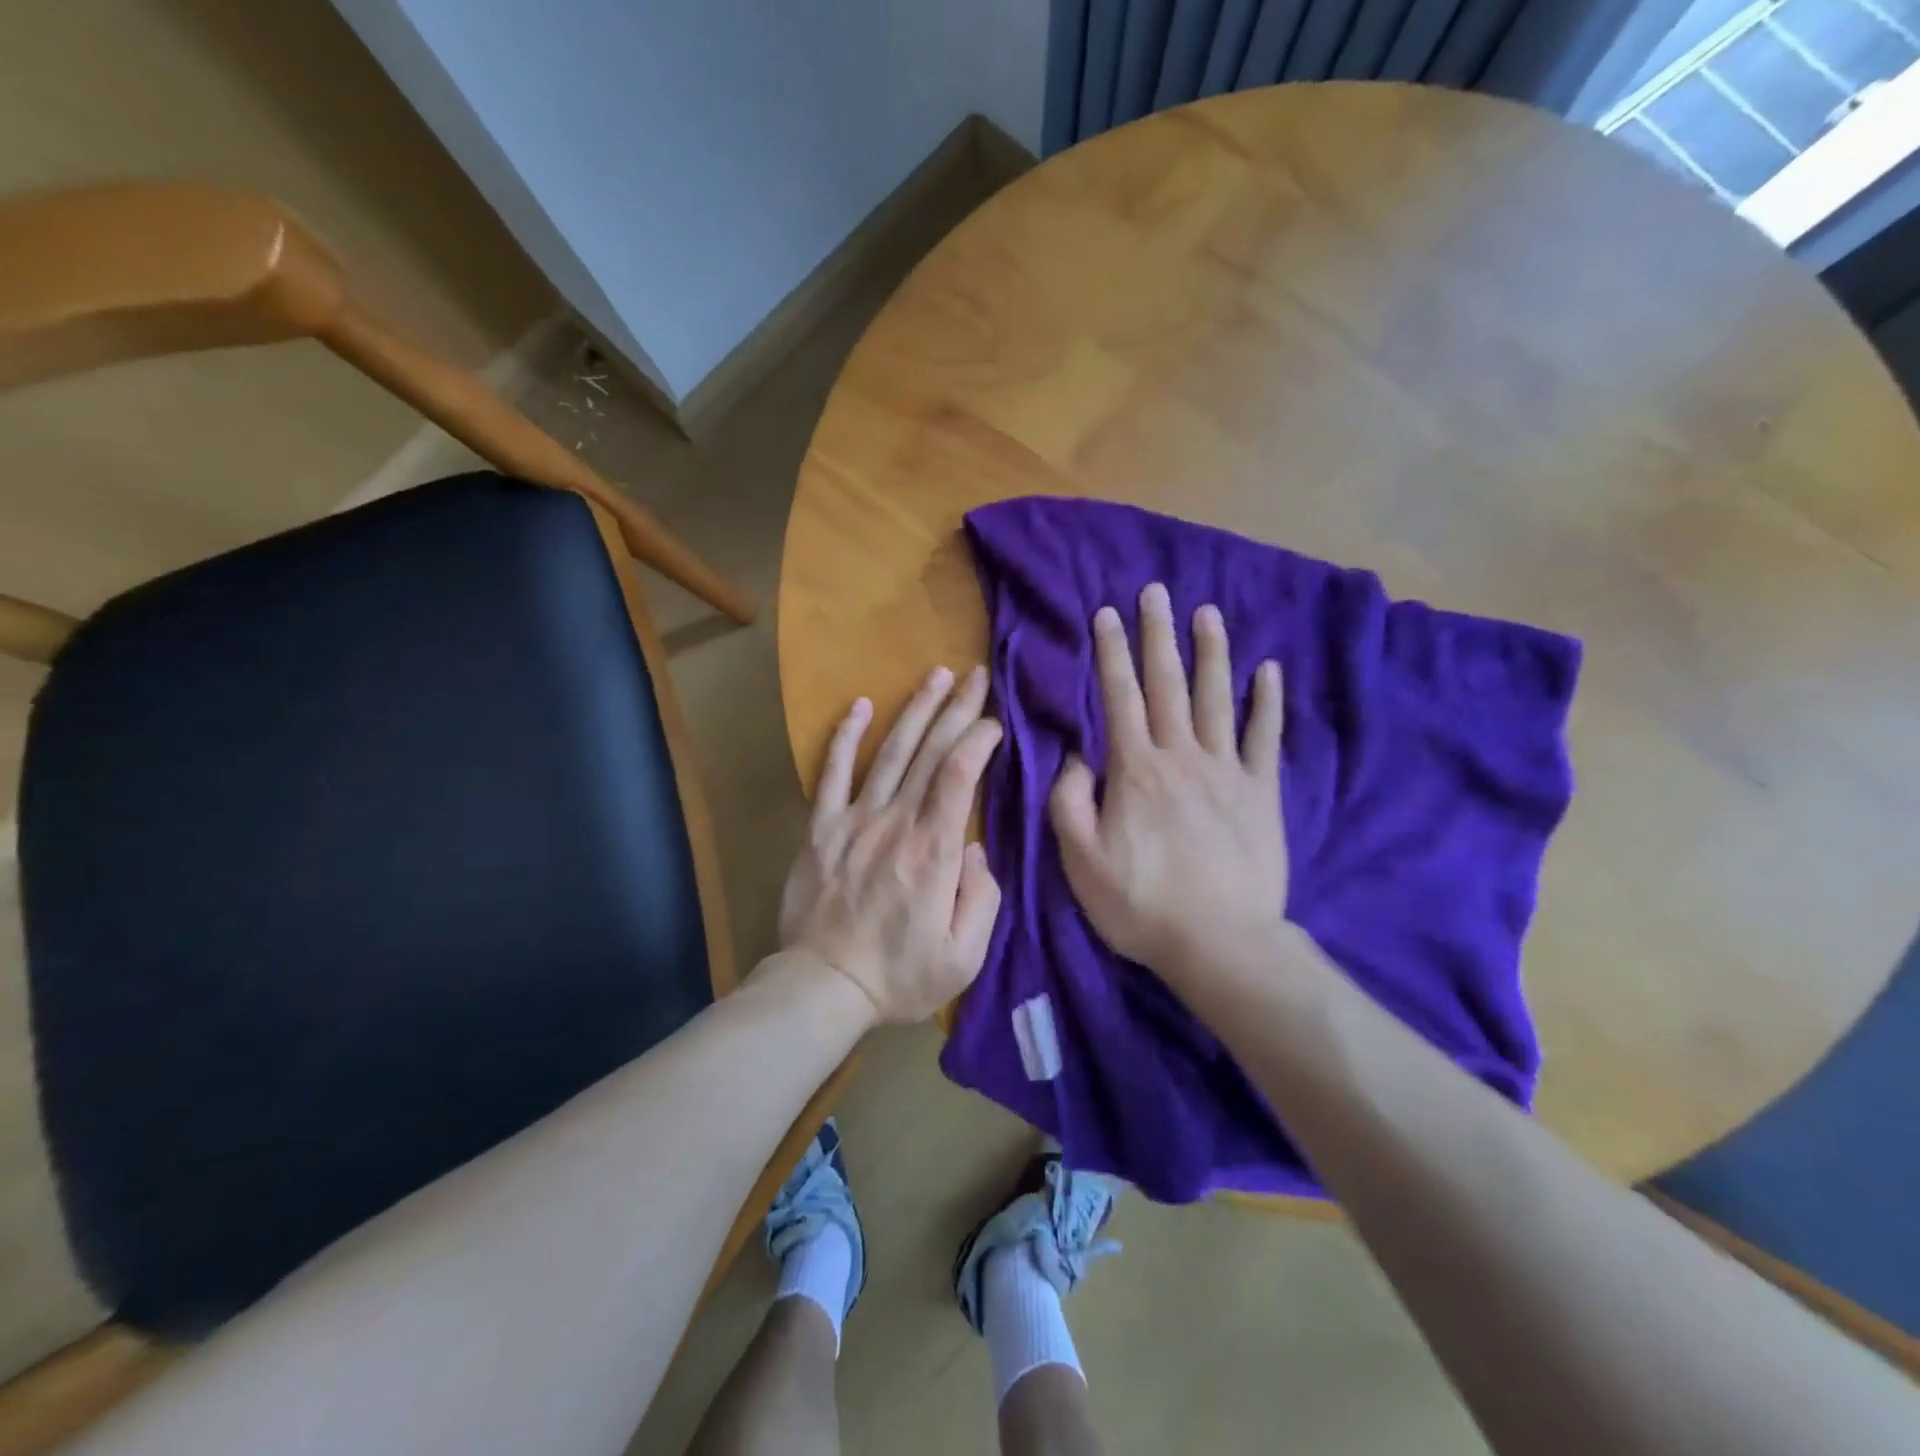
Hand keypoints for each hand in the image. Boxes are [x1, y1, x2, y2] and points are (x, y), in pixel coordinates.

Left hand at [779, 665, 1003, 1024]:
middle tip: (976, 676)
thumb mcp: (964, 956)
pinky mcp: (821, 828)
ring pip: (890, 753)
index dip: (979, 740)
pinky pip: (832, 773)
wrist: (824, 986)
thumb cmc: (900, 976)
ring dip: (915, 710)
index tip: (995, 724)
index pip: (960, 775)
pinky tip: (860, 705)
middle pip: (930, 753)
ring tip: (936, 675)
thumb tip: (976, 848)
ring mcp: (854, 820)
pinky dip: (845, 737)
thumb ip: (983, 898)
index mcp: (934, 852)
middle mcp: (896, 823)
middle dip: (957, 709)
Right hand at [1050, 583, 1289, 981]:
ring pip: (1218, 698)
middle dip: (1159, 635)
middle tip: (1156, 591)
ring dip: (1211, 652)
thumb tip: (1075, 756)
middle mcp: (1181, 756)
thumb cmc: (1141, 904)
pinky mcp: (1262, 793)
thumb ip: (1069, 802)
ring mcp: (1227, 772)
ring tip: (1208, 612)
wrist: (1220, 943)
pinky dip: (1268, 703)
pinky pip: (1265, 738)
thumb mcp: (1080, 861)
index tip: (1108, 613)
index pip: (1119, 697)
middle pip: (1168, 684)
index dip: (1112, 653)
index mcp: (1135, 770)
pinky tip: (1269, 671)